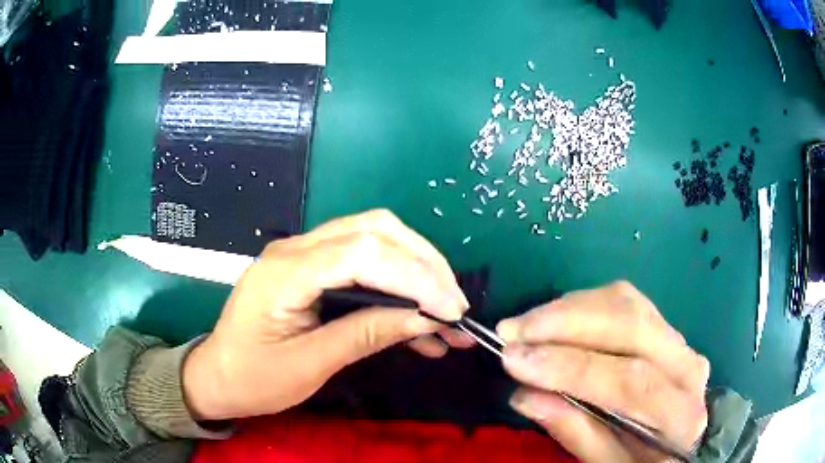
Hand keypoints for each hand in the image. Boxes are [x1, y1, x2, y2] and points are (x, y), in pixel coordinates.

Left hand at [182, 209, 472, 420]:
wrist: (218, 376)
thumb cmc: (253, 377)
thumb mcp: (310, 364)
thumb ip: (366, 335)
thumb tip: (424, 319)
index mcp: (285, 272)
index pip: (362, 253)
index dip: (415, 276)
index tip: (451, 310)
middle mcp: (296, 249)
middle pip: (373, 230)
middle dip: (423, 263)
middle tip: (454, 303)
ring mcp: (304, 255)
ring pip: (374, 239)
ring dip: (416, 270)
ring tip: (446, 311)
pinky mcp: (313, 270)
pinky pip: (363, 264)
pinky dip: (397, 285)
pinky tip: (418, 321)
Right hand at [497, 281, 708, 462]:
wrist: (674, 437)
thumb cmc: (639, 459)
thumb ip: (575, 431)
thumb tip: (524, 395)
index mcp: (680, 413)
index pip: (629, 381)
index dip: (570, 367)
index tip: (515, 359)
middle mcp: (688, 365)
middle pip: (631, 327)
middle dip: (566, 324)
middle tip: (513, 331)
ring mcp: (679, 339)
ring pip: (626, 303)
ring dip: (570, 308)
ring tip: (525, 324)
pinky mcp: (663, 324)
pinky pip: (624, 300)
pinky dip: (583, 304)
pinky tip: (553, 318)